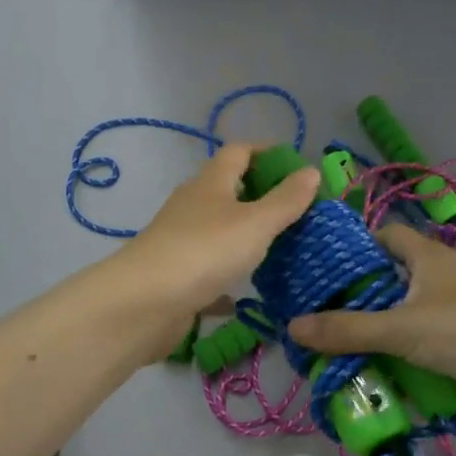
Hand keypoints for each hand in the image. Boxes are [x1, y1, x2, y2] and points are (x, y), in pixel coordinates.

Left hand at [113, 143, 320, 354]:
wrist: (144, 303)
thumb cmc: (205, 251)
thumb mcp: (256, 223)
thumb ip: (286, 200)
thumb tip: (311, 171)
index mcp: (211, 183)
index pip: (239, 151)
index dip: (267, 152)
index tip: (297, 167)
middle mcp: (193, 205)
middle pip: (228, 189)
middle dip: (261, 195)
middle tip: (298, 211)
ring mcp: (182, 241)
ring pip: (219, 229)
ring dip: (245, 234)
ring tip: (281, 248)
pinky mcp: (178, 275)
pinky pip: (210, 269)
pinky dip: (229, 275)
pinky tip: (248, 292)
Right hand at [288, 224, 455, 432]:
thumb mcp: (401, 327)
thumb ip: (347, 329)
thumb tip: (292, 327)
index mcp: (428, 258)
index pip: (386, 236)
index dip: (354, 246)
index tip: (319, 267)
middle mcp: (439, 281)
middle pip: (389, 283)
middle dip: (355, 301)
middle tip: (315, 317)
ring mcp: (451, 318)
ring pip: (402, 322)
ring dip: (374, 337)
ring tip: (331, 351)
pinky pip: (417, 352)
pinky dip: (396, 362)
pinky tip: (369, 375)